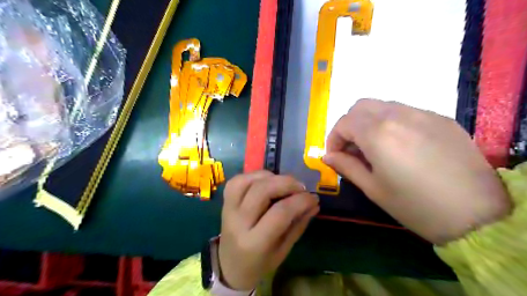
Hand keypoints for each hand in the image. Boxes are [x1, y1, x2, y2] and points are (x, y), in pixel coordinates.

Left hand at [219, 170, 318, 290]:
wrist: (229, 266)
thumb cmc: (260, 263)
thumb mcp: (284, 250)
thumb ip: (298, 224)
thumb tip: (314, 202)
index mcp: (254, 243)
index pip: (280, 213)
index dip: (300, 201)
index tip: (313, 197)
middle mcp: (238, 222)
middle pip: (262, 191)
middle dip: (286, 183)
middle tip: (301, 187)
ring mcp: (228, 209)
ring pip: (248, 181)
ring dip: (270, 176)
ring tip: (284, 183)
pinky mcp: (224, 201)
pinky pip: (238, 179)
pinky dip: (255, 176)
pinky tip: (267, 181)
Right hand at [323, 99, 512, 244]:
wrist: (478, 214)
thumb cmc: (415, 205)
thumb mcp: (373, 188)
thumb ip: (346, 166)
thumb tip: (327, 156)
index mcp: (378, 133)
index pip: (344, 123)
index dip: (334, 139)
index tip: (336, 156)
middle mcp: (398, 115)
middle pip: (361, 106)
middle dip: (349, 125)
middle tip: (352, 149)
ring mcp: (423, 114)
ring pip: (382, 106)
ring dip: (369, 122)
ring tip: (375, 147)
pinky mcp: (441, 119)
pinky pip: (405, 112)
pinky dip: (391, 123)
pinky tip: (400, 146)